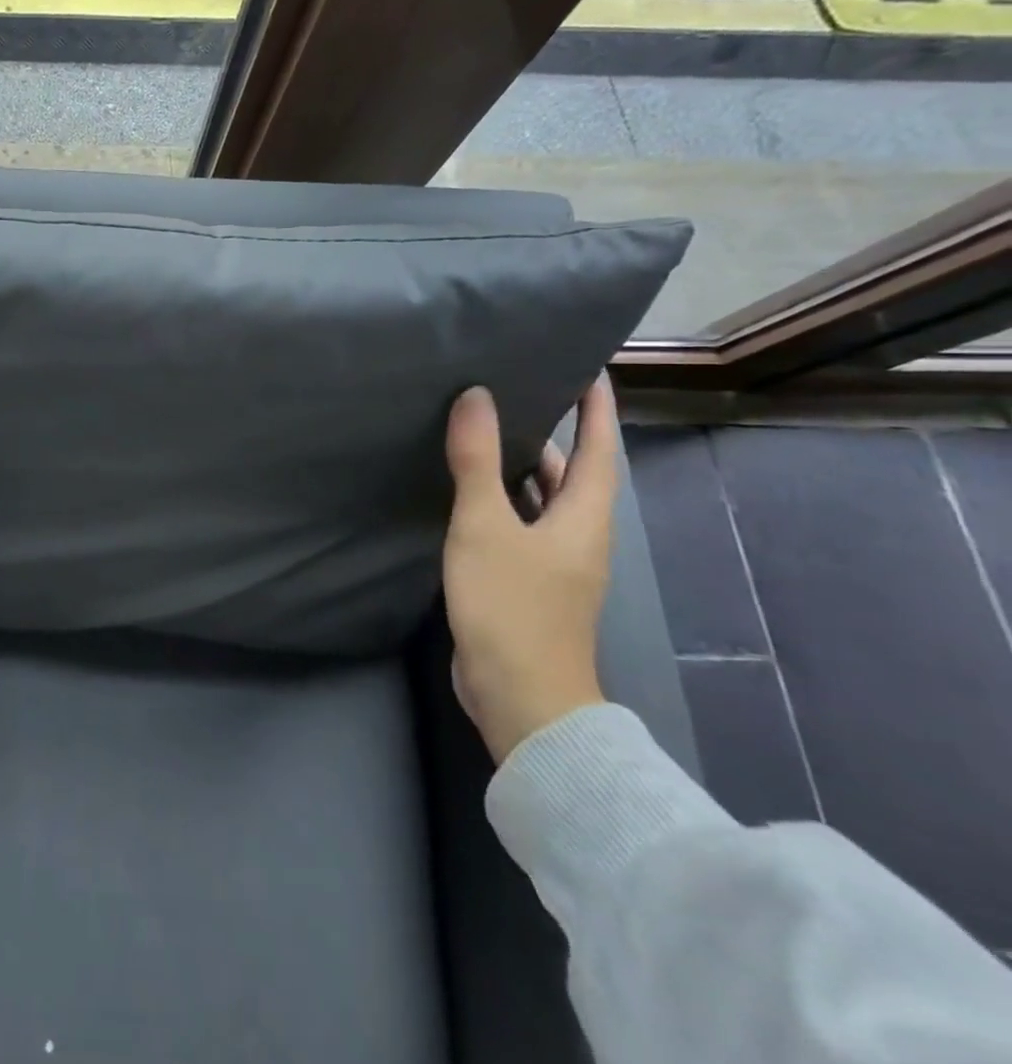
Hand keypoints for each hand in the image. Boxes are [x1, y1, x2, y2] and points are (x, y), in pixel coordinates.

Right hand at [442, 377, 617, 763]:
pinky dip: (500, 501)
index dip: (596, 407)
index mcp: (584, 517)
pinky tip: (465, 495)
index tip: (588, 368)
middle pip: (571, 473)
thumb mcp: (486, 526)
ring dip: (519, 468)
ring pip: (541, 501)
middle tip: (514, 393)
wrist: (520, 695)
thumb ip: (478, 461)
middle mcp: (577, 535)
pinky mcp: (528, 584)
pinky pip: (519, 526)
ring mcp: (554, 563)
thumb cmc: (511, 605)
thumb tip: (476, 396)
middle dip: (552, 434)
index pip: (598, 448)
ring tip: (482, 433)